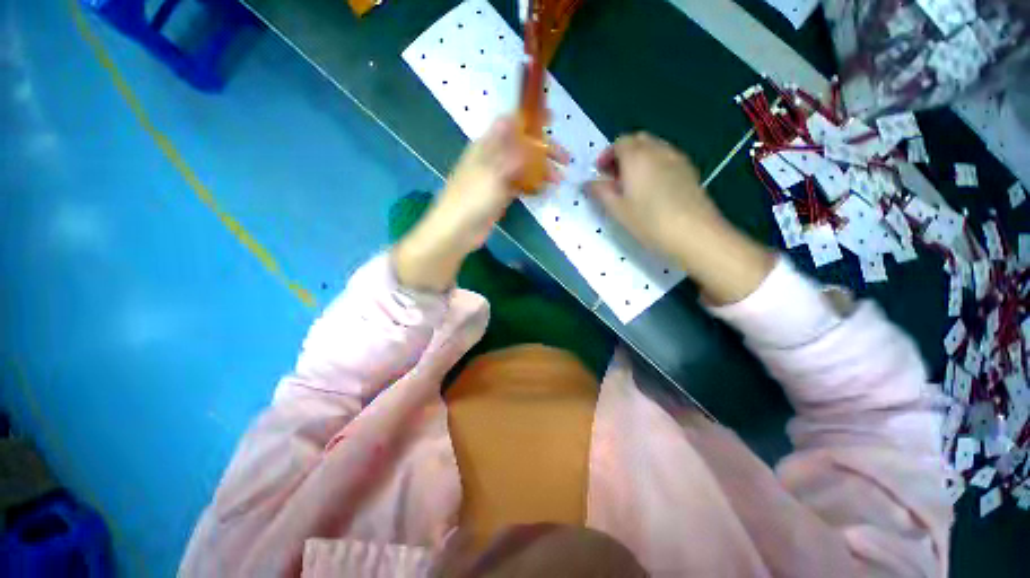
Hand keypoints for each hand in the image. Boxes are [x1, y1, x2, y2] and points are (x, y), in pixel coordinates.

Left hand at [394, 117, 566, 290]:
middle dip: (544, 150)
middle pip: (522, 145)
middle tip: (564, 160)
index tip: (552, 119)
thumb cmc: (472, 199)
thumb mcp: (493, 172)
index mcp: (487, 145)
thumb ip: (511, 152)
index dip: (530, 118)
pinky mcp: (500, 195)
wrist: (457, 231)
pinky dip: (532, 185)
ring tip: (558, 180)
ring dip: (542, 170)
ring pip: (523, 166)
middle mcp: (493, 157)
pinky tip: (544, 191)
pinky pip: (520, 185)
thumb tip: (525, 130)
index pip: (510, 122)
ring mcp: (496, 178)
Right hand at [587, 133, 773, 304]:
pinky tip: (652, 188)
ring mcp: (677, 158)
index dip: (607, 156)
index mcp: (637, 157)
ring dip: (639, 159)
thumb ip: (601, 192)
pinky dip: (654, 165)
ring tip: (633, 184)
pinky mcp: (689, 170)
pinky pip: (666, 158)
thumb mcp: (617, 210)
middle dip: (623, 154)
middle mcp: (658, 150)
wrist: (695, 234)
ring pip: (654, 148)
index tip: (600, 174)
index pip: (619, 142)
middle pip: (638, 140)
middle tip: (614, 177)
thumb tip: (590, 182)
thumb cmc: (649, 222)